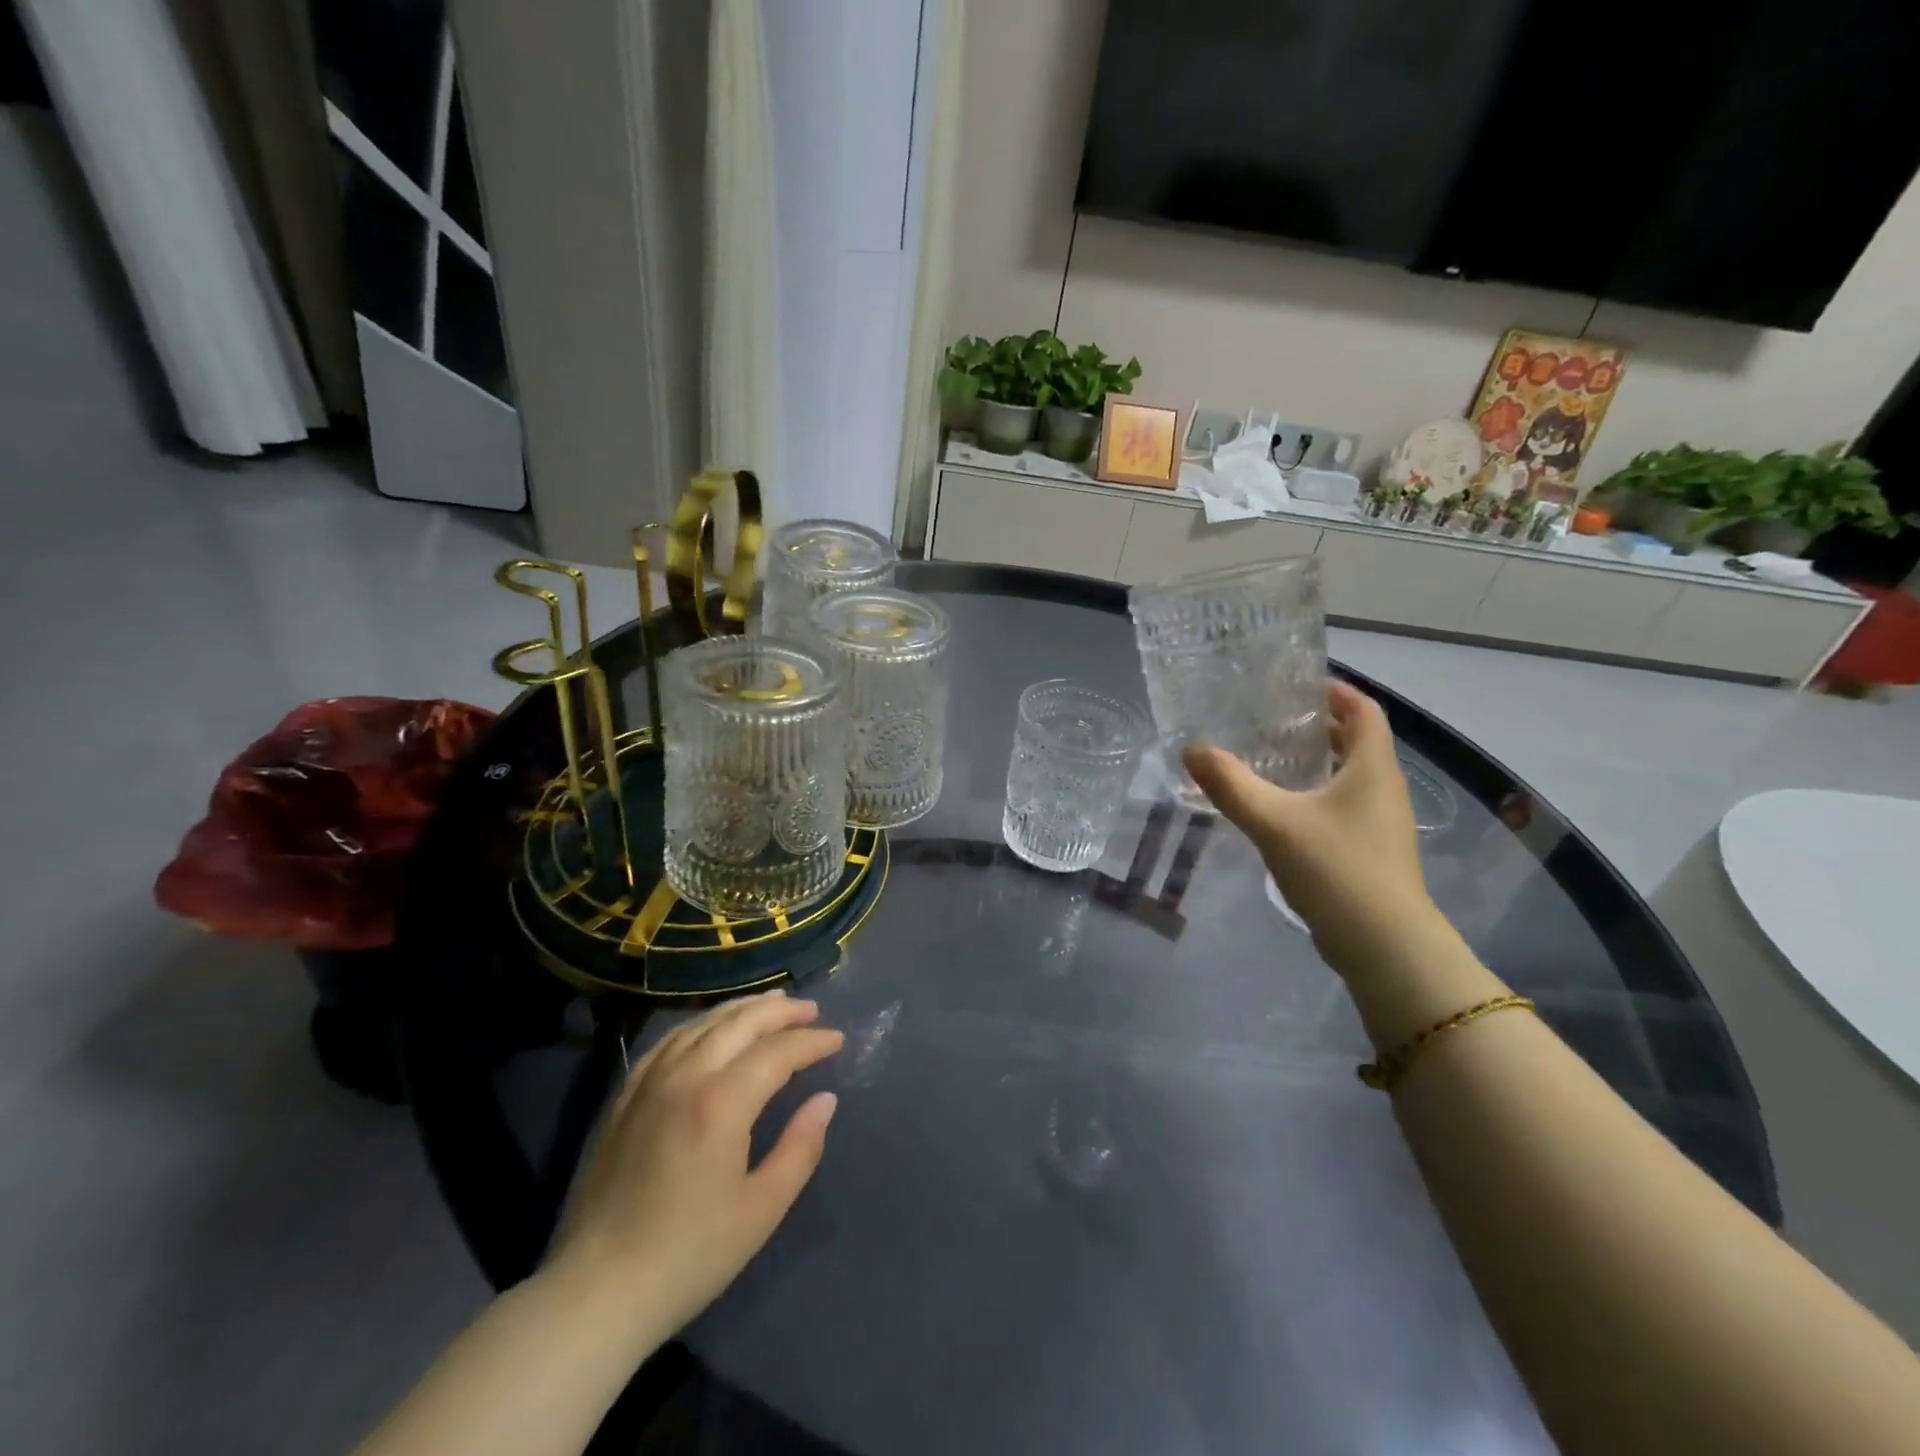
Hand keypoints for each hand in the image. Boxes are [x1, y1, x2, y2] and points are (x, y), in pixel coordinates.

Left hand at [546, 991, 843, 1338]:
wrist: (595, 1293)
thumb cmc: (688, 1256)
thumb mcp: (760, 1210)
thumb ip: (800, 1148)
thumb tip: (825, 1100)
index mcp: (721, 1103)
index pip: (777, 1052)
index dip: (812, 1042)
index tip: (838, 1040)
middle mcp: (685, 1077)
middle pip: (741, 1023)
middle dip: (781, 1012)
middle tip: (812, 1011)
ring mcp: (649, 1082)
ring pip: (704, 1023)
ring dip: (743, 1009)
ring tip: (772, 1004)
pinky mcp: (625, 1096)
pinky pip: (669, 1040)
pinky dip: (701, 1024)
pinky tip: (712, 1028)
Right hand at [1185, 682, 1438, 981]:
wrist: (1385, 946)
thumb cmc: (1336, 869)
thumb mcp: (1274, 822)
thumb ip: (1231, 785)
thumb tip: (1192, 750)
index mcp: (1372, 768)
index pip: (1364, 710)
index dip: (1336, 692)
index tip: (1297, 685)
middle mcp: (1383, 788)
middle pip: (1356, 741)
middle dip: (1318, 726)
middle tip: (1270, 720)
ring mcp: (1380, 823)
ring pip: (1349, 776)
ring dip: (1316, 761)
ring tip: (1268, 758)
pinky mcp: (1370, 851)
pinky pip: (1343, 806)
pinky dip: (1315, 794)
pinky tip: (1280, 809)